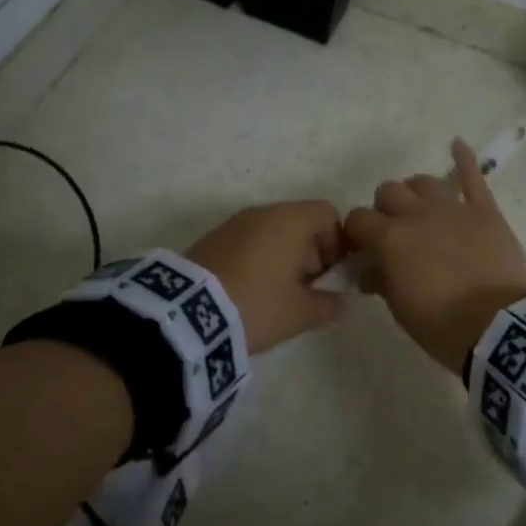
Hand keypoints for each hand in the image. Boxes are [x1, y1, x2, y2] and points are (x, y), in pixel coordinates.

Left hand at [187, 201, 346, 353]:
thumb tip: (338, 301)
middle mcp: (264, 212)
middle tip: (306, 290)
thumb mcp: (301, 314)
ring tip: (276, 294)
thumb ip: (329, 305)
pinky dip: (257, 259)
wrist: (187, 312)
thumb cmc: (257, 304)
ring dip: (283, 257)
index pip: (328, 214)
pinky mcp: (212, 237)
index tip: (331, 275)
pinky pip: (248, 241)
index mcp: (291, 220)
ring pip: (272, 232)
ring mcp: (234, 222)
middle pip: (300, 223)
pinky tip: (250, 291)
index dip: (337, 243)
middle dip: (310, 254)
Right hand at [343, 139, 525, 371]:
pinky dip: (464, 159)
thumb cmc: (443, 326)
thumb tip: (372, 270)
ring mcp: (453, 208)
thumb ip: (382, 281)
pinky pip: (473, 177)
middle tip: (393, 233)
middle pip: (388, 192)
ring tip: (420, 209)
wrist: (501, 328)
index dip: (356, 233)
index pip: (357, 219)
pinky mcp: (485, 211)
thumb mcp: (401, 310)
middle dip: (385, 209)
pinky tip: (457, 144)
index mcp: (389, 239)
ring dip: (415, 192)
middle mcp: (417, 214)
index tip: (362, 249)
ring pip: (423, 181)